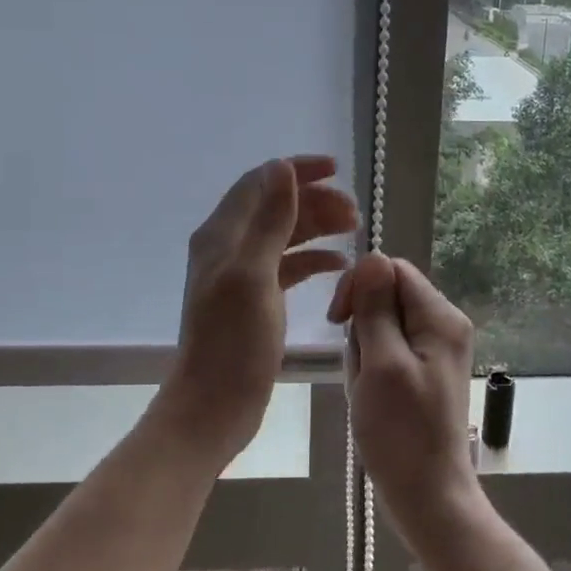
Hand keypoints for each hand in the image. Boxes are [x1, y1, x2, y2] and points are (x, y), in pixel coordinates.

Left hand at [160, 156, 356, 463]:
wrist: (215, 404)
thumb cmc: (233, 341)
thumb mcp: (254, 274)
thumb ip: (269, 219)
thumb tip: (281, 166)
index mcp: (222, 234)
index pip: (260, 182)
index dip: (297, 171)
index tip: (337, 170)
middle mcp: (229, 247)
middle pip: (275, 207)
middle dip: (315, 201)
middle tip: (355, 213)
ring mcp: (242, 274)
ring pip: (284, 235)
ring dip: (317, 227)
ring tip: (354, 230)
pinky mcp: (256, 299)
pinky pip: (288, 266)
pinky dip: (313, 259)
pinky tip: (339, 265)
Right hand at [328, 252, 480, 537]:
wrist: (427, 496)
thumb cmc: (401, 432)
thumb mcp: (381, 363)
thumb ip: (376, 308)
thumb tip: (372, 256)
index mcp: (440, 317)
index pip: (392, 270)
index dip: (360, 287)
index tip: (339, 322)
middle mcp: (444, 325)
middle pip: (387, 296)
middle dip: (362, 327)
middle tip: (361, 370)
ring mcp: (435, 350)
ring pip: (382, 325)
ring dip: (363, 353)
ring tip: (365, 390)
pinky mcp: (423, 372)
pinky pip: (387, 351)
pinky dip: (371, 369)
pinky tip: (370, 397)